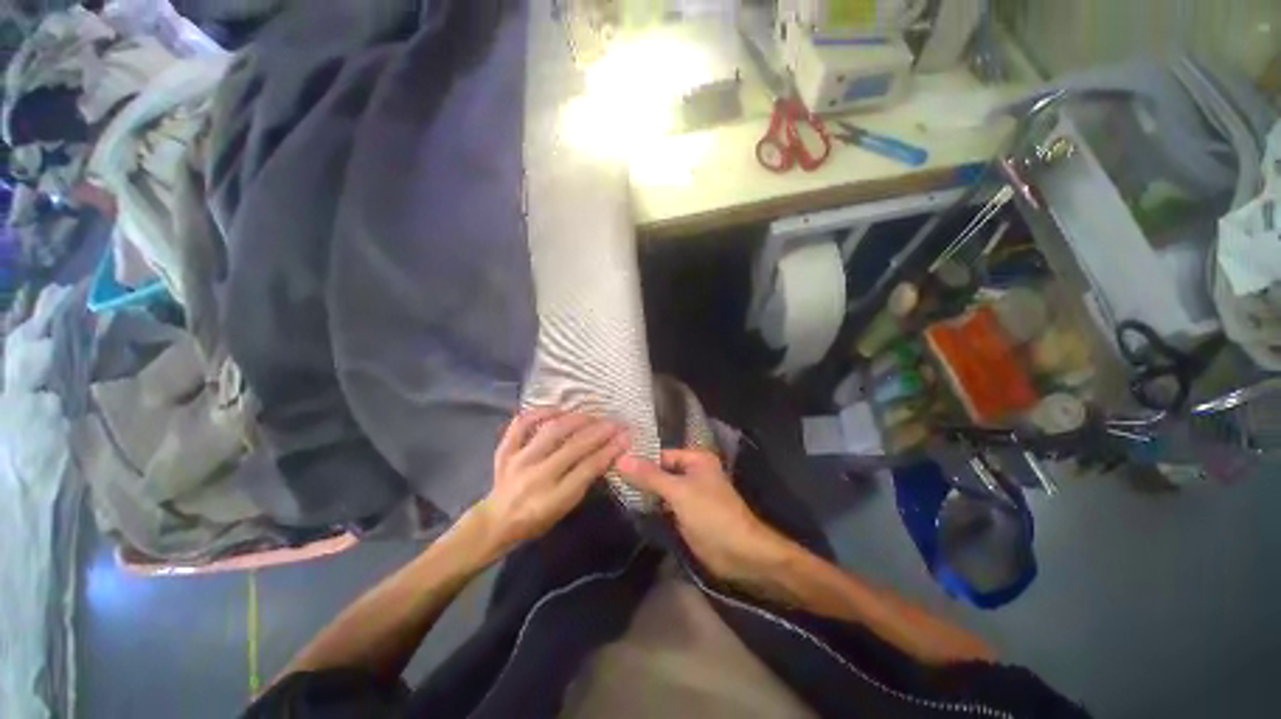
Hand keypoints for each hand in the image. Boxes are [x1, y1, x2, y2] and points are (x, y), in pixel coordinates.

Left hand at [473, 410, 627, 558]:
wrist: (495, 522)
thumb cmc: (536, 520)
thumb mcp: (565, 508)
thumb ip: (584, 481)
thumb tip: (607, 453)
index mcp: (553, 498)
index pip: (588, 468)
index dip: (610, 450)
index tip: (626, 436)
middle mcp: (536, 476)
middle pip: (574, 447)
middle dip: (599, 431)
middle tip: (615, 422)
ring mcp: (518, 460)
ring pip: (552, 431)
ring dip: (576, 420)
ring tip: (592, 416)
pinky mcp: (505, 450)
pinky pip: (522, 424)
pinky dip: (539, 413)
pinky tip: (557, 410)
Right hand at [616, 450, 789, 582]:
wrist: (738, 553)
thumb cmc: (711, 514)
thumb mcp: (679, 492)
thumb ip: (650, 476)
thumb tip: (621, 459)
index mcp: (696, 459)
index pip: (661, 454)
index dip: (640, 458)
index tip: (613, 461)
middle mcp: (692, 472)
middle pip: (660, 470)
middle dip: (639, 475)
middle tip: (609, 474)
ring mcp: (688, 494)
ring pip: (660, 488)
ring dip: (643, 491)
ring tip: (613, 487)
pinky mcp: (685, 513)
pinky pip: (663, 504)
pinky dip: (650, 505)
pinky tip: (629, 504)